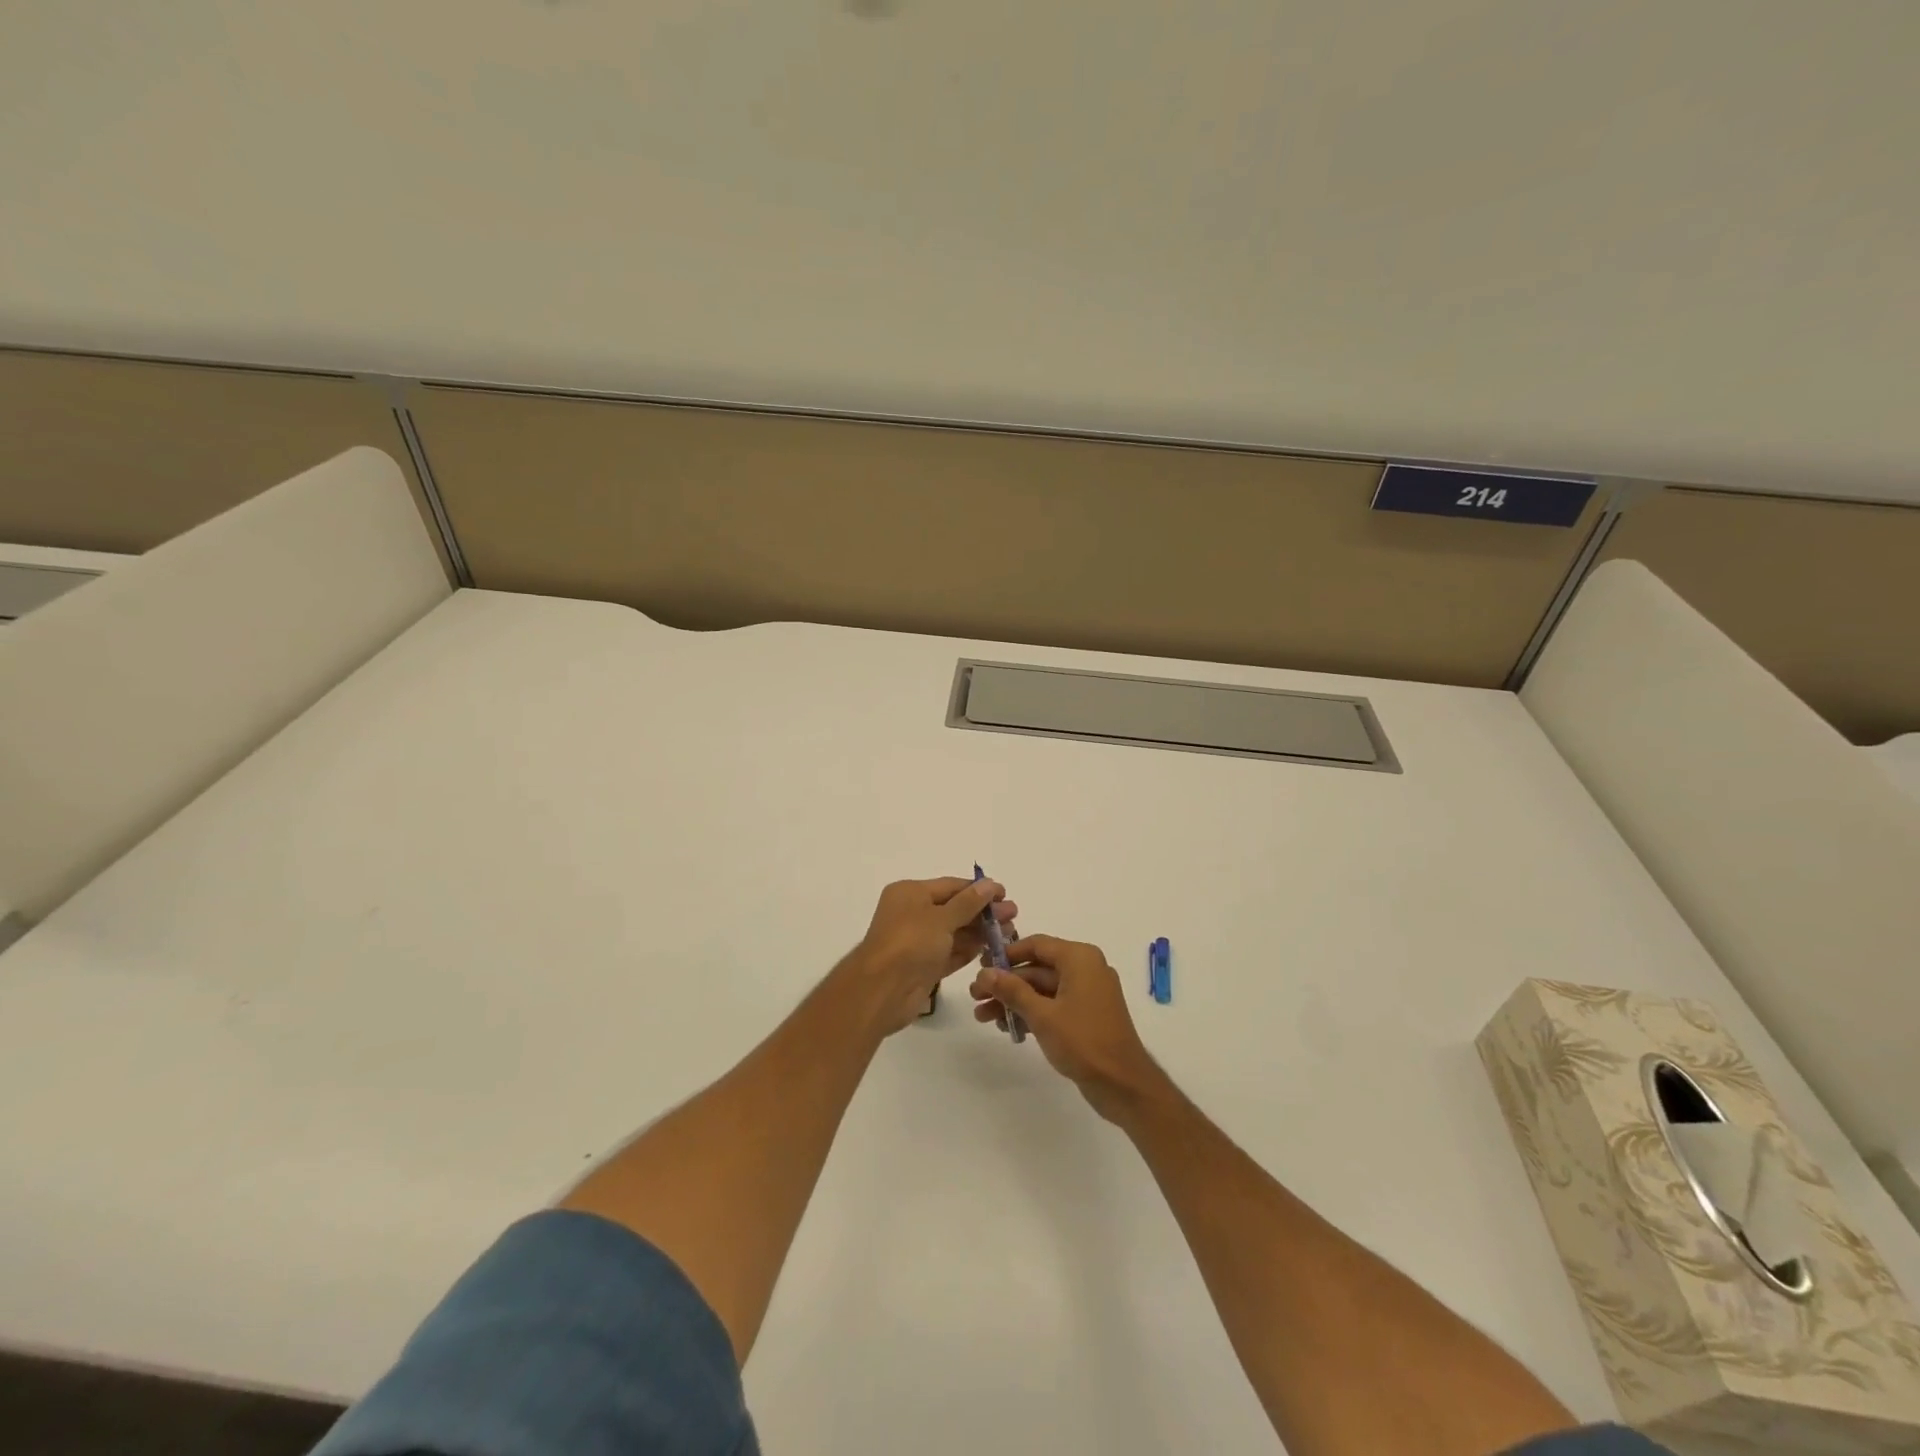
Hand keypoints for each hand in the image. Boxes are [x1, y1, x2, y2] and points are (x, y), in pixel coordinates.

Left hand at [840, 877, 1016, 1035]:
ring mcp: (918, 942)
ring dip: (980, 932)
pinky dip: (969, 951)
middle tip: (1013, 915)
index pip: (950, 886)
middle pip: (955, 909)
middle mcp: (913, 914)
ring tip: (1010, 933)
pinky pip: (950, 954)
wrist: (881, 992)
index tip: (1005, 894)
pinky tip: (991, 949)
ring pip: (955, 932)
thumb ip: (968, 903)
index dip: (978, 890)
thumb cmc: (909, 943)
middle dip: (983, 912)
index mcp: (910, 894)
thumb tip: (989, 884)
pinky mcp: (924, 967)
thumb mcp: (941, 918)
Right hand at [970, 935, 1162, 1121]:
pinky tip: (1007, 1028)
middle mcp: (1085, 969)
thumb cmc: (1084, 1042)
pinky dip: (1032, 1013)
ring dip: (1014, 1001)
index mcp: (1079, 958)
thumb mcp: (1042, 1015)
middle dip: (1005, 983)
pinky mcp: (1086, 1016)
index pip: (1036, 944)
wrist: (1123, 1085)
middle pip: (1037, 968)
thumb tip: (985, 972)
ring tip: (983, 1017)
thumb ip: (1012, 990)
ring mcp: (1087, 993)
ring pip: (1043, 989)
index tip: (980, 966)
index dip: (1006, 954)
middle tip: (975, 996)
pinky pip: (1054, 1005)